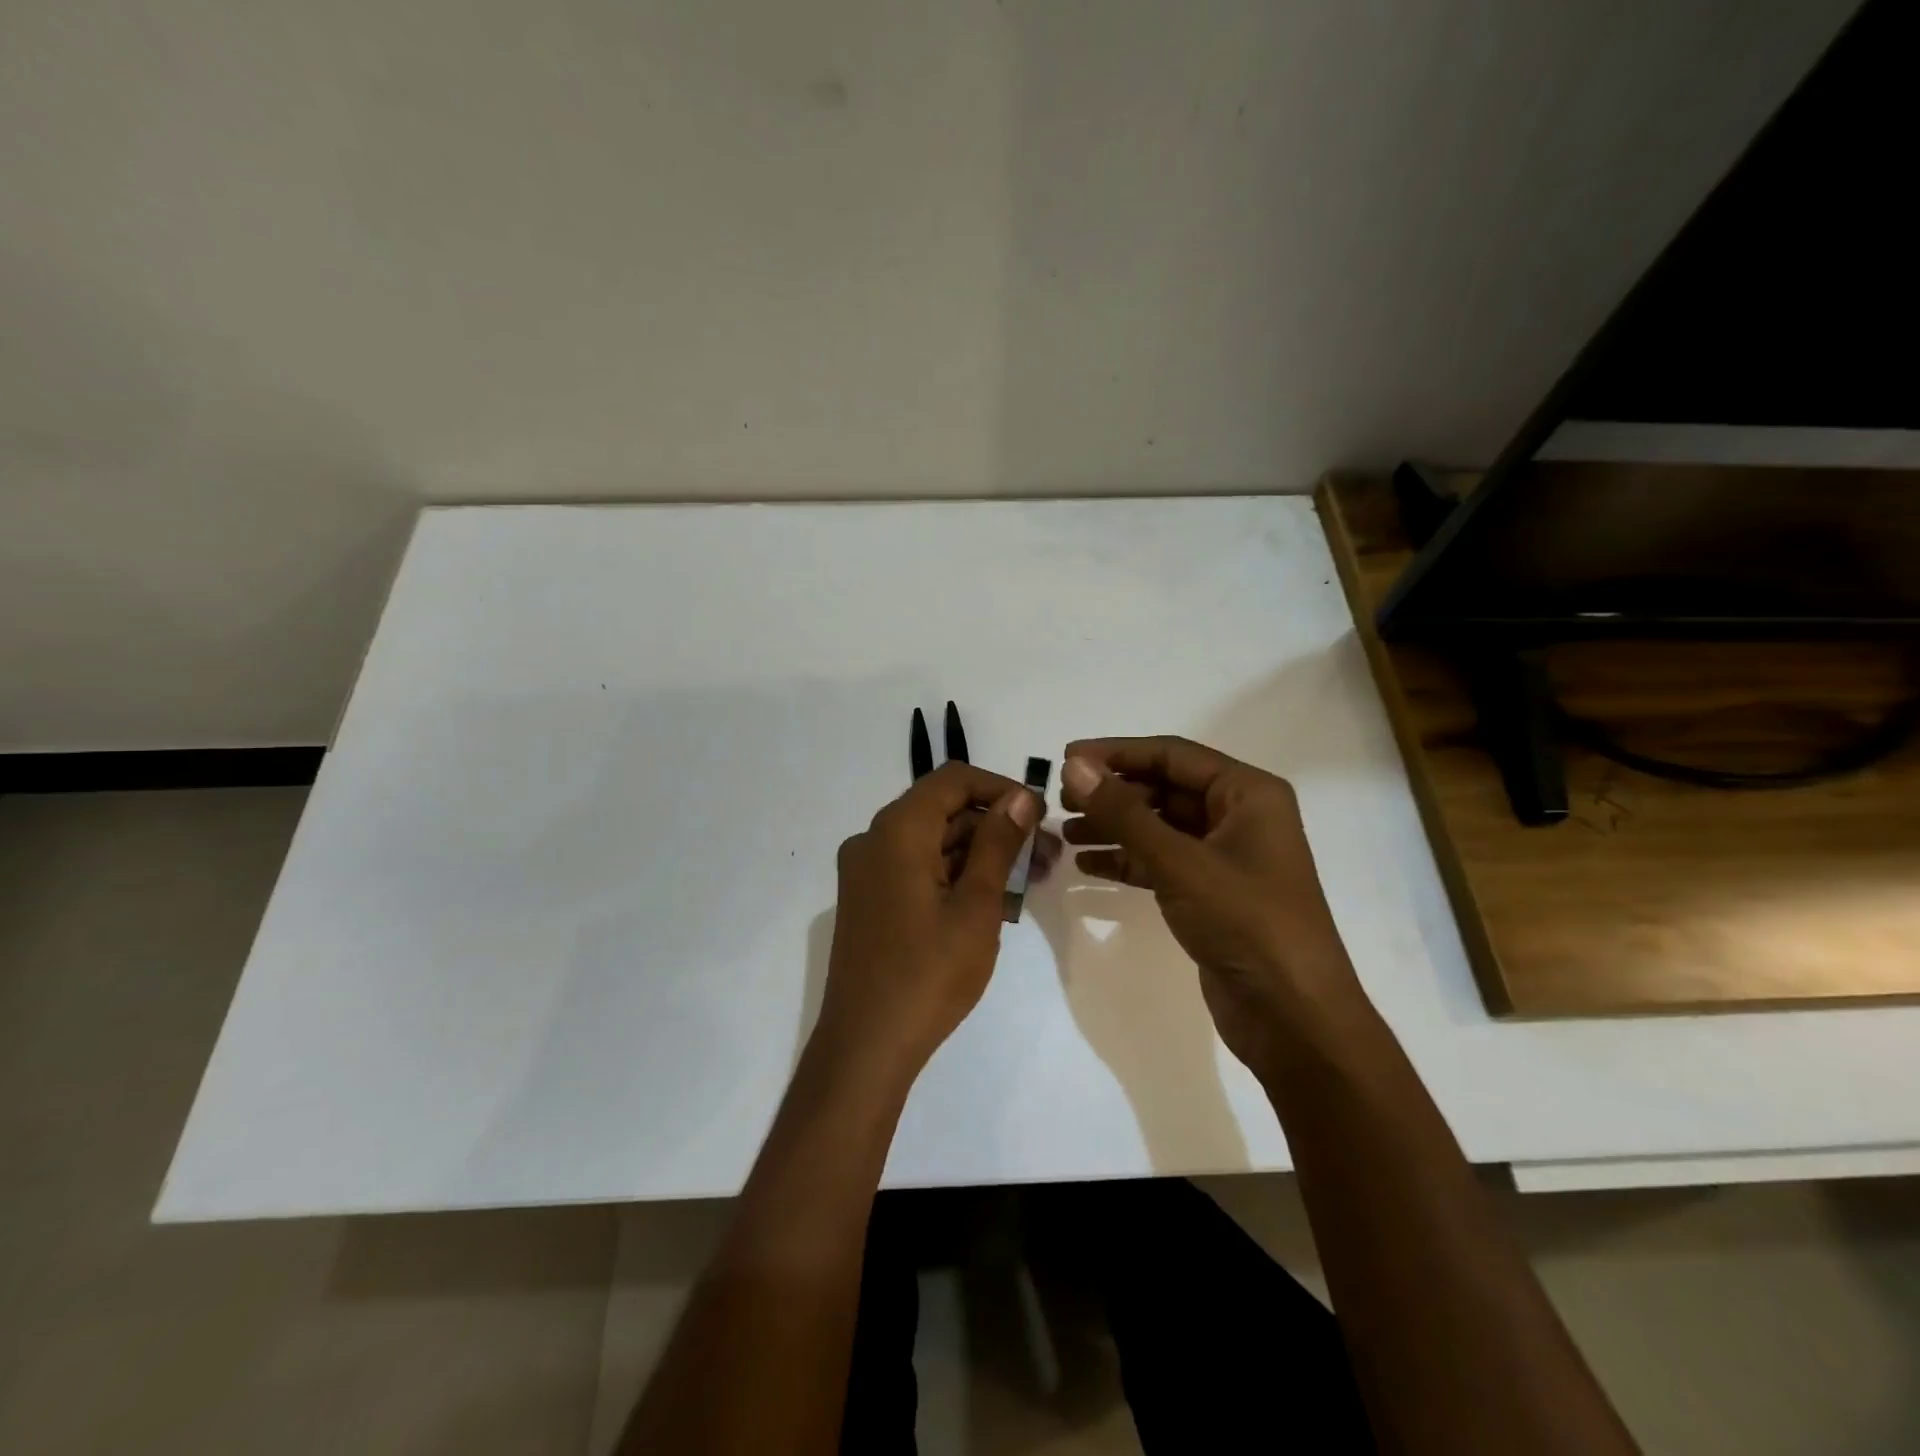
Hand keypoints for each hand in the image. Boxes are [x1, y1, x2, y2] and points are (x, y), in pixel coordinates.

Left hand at [815, 762, 1042, 1087]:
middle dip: (997, 826)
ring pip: (933, 842)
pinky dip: (954, 874)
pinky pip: (917, 868)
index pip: (953, 780)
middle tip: (1047, 856)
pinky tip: (993, 898)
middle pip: (943, 811)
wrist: (866, 1046)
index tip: (1039, 815)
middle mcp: (873, 839)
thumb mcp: (976, 905)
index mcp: (896, 831)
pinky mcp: (870, 900)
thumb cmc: (928, 974)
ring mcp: (867, 872)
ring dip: (980, 853)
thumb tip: (1020, 797)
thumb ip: (997, 843)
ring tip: (1030, 879)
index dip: (1000, 788)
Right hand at [1059, 737, 1366, 1071]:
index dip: (1117, 753)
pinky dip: (1127, 859)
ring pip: (1160, 826)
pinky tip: (1088, 865)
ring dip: (1114, 826)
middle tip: (1061, 801)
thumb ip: (1124, 812)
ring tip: (1066, 832)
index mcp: (1248, 794)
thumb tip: (1075, 766)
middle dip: (1113, 793)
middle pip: (1164, 788)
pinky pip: (1162, 861)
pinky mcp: (1211, 893)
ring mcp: (1226, 857)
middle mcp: (1239, 816)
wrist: (1294, 1018)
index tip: (1066, 758)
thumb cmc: (1246, 923)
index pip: (1172, 755)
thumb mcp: (1180, 863)